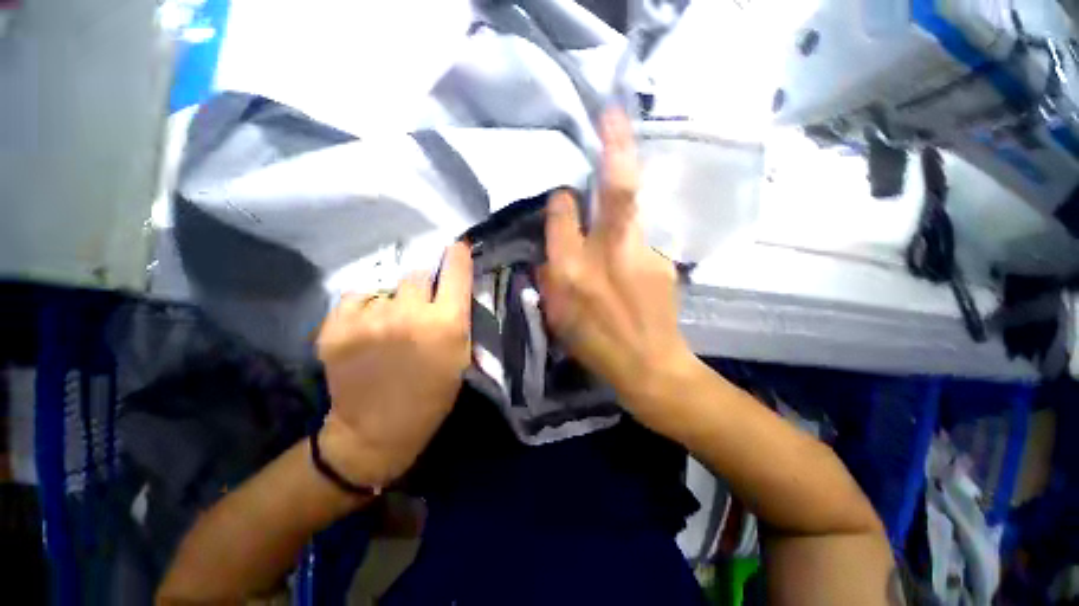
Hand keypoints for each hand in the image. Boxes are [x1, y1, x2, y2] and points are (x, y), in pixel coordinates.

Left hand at [315, 243, 472, 486]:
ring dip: (393, 300)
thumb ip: (459, 315)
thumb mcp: (460, 355)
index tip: (456, 248)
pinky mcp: (335, 327)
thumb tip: (452, 282)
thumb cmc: (432, 394)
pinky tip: (368, 328)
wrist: (377, 430)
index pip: (455, 271)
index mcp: (446, 324)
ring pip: (386, 287)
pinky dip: (365, 307)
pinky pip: (357, 297)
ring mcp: (368, 319)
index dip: (457, 256)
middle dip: (423, 284)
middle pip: (417, 273)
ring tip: (390, 323)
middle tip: (420, 303)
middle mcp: (409, 314)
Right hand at [539, 109, 693, 428]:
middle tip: (612, 114)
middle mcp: (605, 254)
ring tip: (622, 181)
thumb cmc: (596, 346)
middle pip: (614, 191)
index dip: (563, 201)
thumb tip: (551, 251)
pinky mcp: (662, 261)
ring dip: (624, 190)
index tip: (565, 196)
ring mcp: (641, 254)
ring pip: (632, 209)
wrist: (649, 366)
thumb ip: (551, 277)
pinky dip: (632, 238)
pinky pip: (641, 237)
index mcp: (571, 271)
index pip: (563, 214)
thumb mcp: (558, 316)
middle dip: (614, 147)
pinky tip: (629, 258)